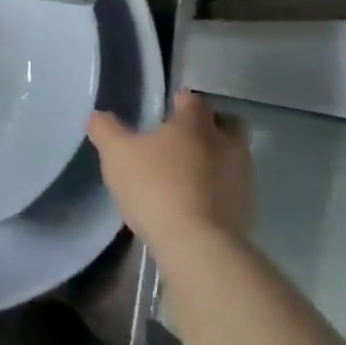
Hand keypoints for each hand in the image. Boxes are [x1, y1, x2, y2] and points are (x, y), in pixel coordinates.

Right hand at [87, 91, 254, 254]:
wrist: (197, 245)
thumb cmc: (155, 187)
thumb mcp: (116, 154)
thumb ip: (105, 130)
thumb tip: (98, 116)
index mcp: (195, 124)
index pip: (192, 99)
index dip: (179, 101)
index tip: (165, 109)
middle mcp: (226, 143)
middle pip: (227, 123)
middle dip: (209, 126)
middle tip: (183, 139)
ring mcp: (242, 177)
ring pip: (234, 157)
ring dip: (216, 159)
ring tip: (188, 174)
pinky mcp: (247, 209)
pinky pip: (233, 189)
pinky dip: (219, 190)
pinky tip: (197, 203)